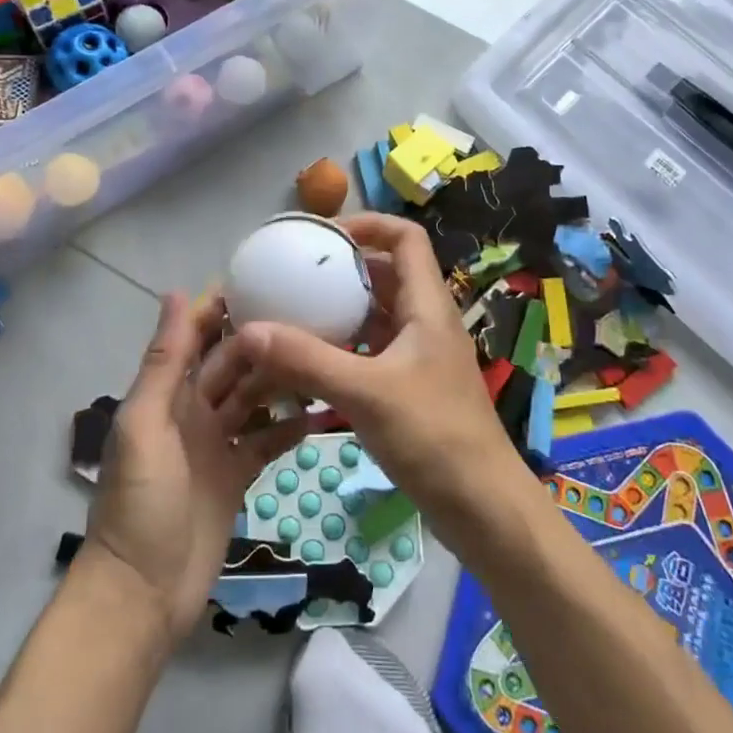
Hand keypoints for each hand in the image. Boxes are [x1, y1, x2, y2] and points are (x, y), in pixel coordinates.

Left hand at [85, 291, 312, 644]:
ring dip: (282, 379)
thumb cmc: (140, 502)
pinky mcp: (237, 475)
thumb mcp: (146, 424)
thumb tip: (174, 292)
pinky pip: (266, 440)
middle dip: (263, 339)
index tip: (264, 277)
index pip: (196, 336)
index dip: (222, 307)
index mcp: (167, 393)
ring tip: (324, 355)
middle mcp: (193, 410)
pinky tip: (321, 411)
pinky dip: (290, 427)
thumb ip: (163, 362)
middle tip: (313, 315)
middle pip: (232, 364)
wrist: (143, 594)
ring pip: (254, 398)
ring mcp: (216, 443)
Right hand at [224, 214, 521, 541]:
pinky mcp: (413, 386)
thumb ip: (306, 360)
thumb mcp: (365, 393)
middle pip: (387, 273)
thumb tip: (249, 329)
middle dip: (344, 268)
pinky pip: (374, 349)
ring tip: (296, 313)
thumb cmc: (434, 437)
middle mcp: (426, 321)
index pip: (405, 237)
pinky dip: (345, 345)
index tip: (323, 238)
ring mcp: (421, 355)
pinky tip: (312, 362)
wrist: (483, 508)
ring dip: (342, 309)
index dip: (368, 224)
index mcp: (427, 305)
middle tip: (296, 276)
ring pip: (379, 313)